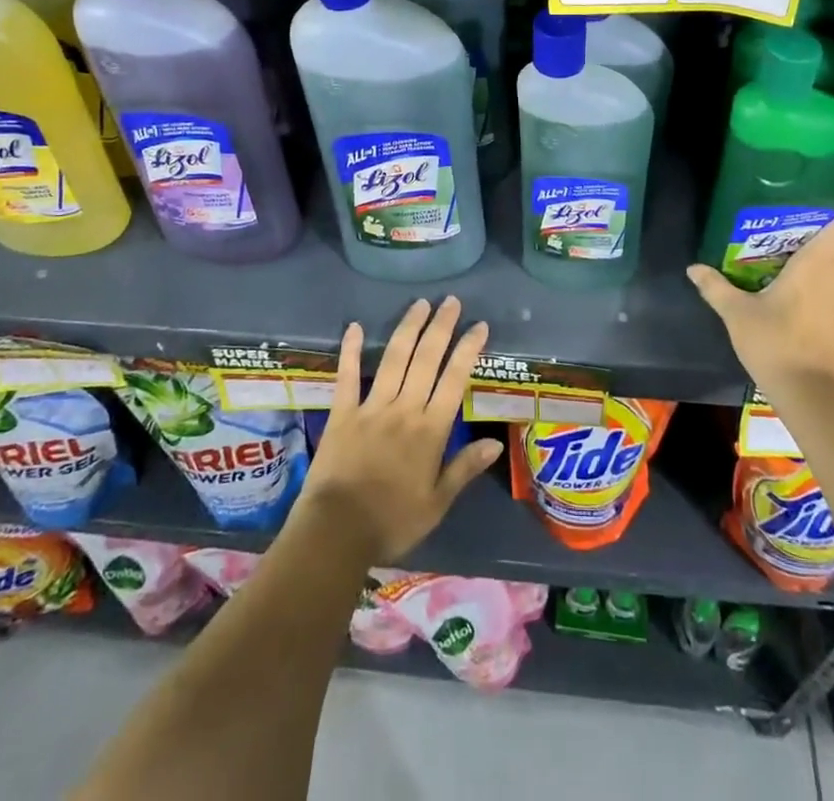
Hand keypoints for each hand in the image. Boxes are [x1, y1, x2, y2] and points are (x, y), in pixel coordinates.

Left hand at [299, 296, 503, 564]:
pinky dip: (350, 350)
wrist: (336, 533)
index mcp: (430, 430)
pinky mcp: (342, 413)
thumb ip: (464, 468)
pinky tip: (355, 326)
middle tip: (452, 301)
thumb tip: (496, 442)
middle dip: (441, 327)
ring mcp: (371, 407)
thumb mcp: (437, 503)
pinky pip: (347, 376)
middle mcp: (404, 409)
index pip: (454, 380)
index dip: (468, 350)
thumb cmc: (392, 522)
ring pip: (394, 359)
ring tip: (420, 304)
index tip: (479, 326)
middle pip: (426, 359)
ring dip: (408, 328)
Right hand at [686, 205, 833, 397]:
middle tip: (796, 241)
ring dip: (827, 270)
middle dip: (828, 238)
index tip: (820, 212)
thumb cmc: (775, 343)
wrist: (814, 398)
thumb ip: (716, 287)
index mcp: (818, 264)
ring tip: (795, 277)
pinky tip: (805, 313)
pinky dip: (829, 298)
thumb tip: (693, 268)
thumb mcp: (737, 314)